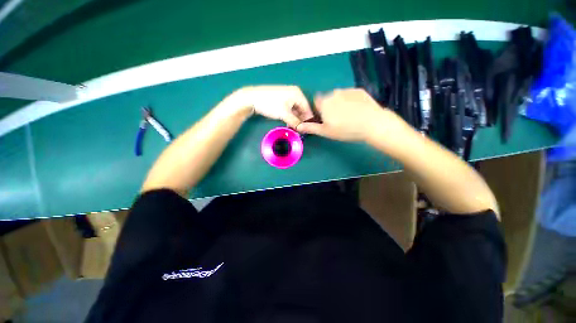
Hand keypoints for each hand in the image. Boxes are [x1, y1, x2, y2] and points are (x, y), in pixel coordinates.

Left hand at [225, 85, 313, 127]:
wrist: (252, 98)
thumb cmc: (270, 104)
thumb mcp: (284, 114)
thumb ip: (295, 122)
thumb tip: (302, 129)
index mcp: (298, 94)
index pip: (307, 108)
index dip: (308, 120)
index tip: (308, 130)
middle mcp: (295, 94)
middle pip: (302, 109)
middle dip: (301, 120)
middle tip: (301, 131)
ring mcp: (288, 97)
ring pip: (296, 110)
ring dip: (296, 120)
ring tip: (295, 129)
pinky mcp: (282, 100)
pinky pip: (290, 110)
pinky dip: (291, 117)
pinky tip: (290, 124)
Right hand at [296, 89, 396, 140]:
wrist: (372, 123)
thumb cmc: (345, 129)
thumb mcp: (326, 131)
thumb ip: (311, 127)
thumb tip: (298, 126)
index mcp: (324, 103)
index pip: (316, 102)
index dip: (320, 110)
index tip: (326, 118)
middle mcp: (333, 93)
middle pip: (328, 99)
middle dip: (330, 106)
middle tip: (339, 119)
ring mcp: (347, 90)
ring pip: (339, 96)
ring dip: (340, 103)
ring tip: (349, 115)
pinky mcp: (359, 90)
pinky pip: (350, 94)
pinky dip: (351, 100)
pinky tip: (357, 110)